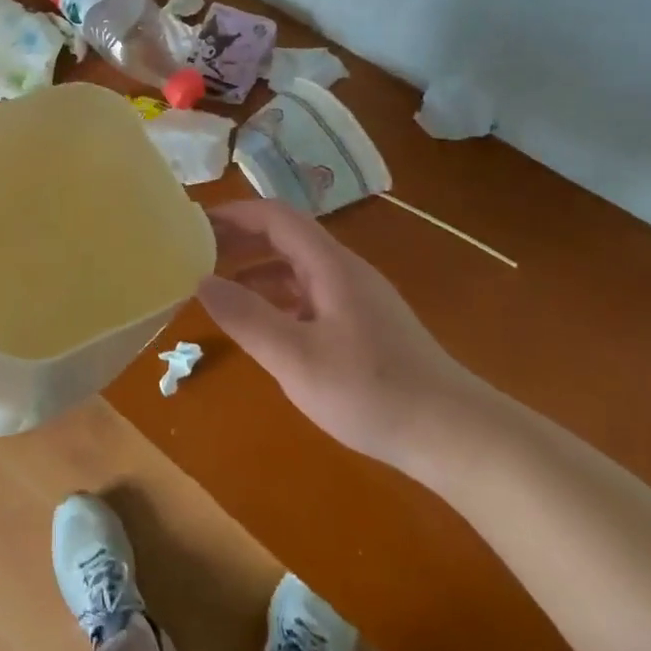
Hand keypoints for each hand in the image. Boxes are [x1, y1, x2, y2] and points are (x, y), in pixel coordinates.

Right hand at [199, 199, 484, 471]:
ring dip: (257, 269)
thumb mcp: (296, 359)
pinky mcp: (366, 325)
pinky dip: (278, 296)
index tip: (193, 225)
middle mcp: (345, 271)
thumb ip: (247, 317)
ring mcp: (358, 298)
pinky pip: (311, 294)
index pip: (276, 216)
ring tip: (219, 287)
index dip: (234, 213)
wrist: (456, 436)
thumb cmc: (372, 392)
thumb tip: (200, 281)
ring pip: (298, 267)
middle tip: (197, 254)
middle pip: (286, 237)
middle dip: (241, 239)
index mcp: (330, 266)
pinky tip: (264, 324)